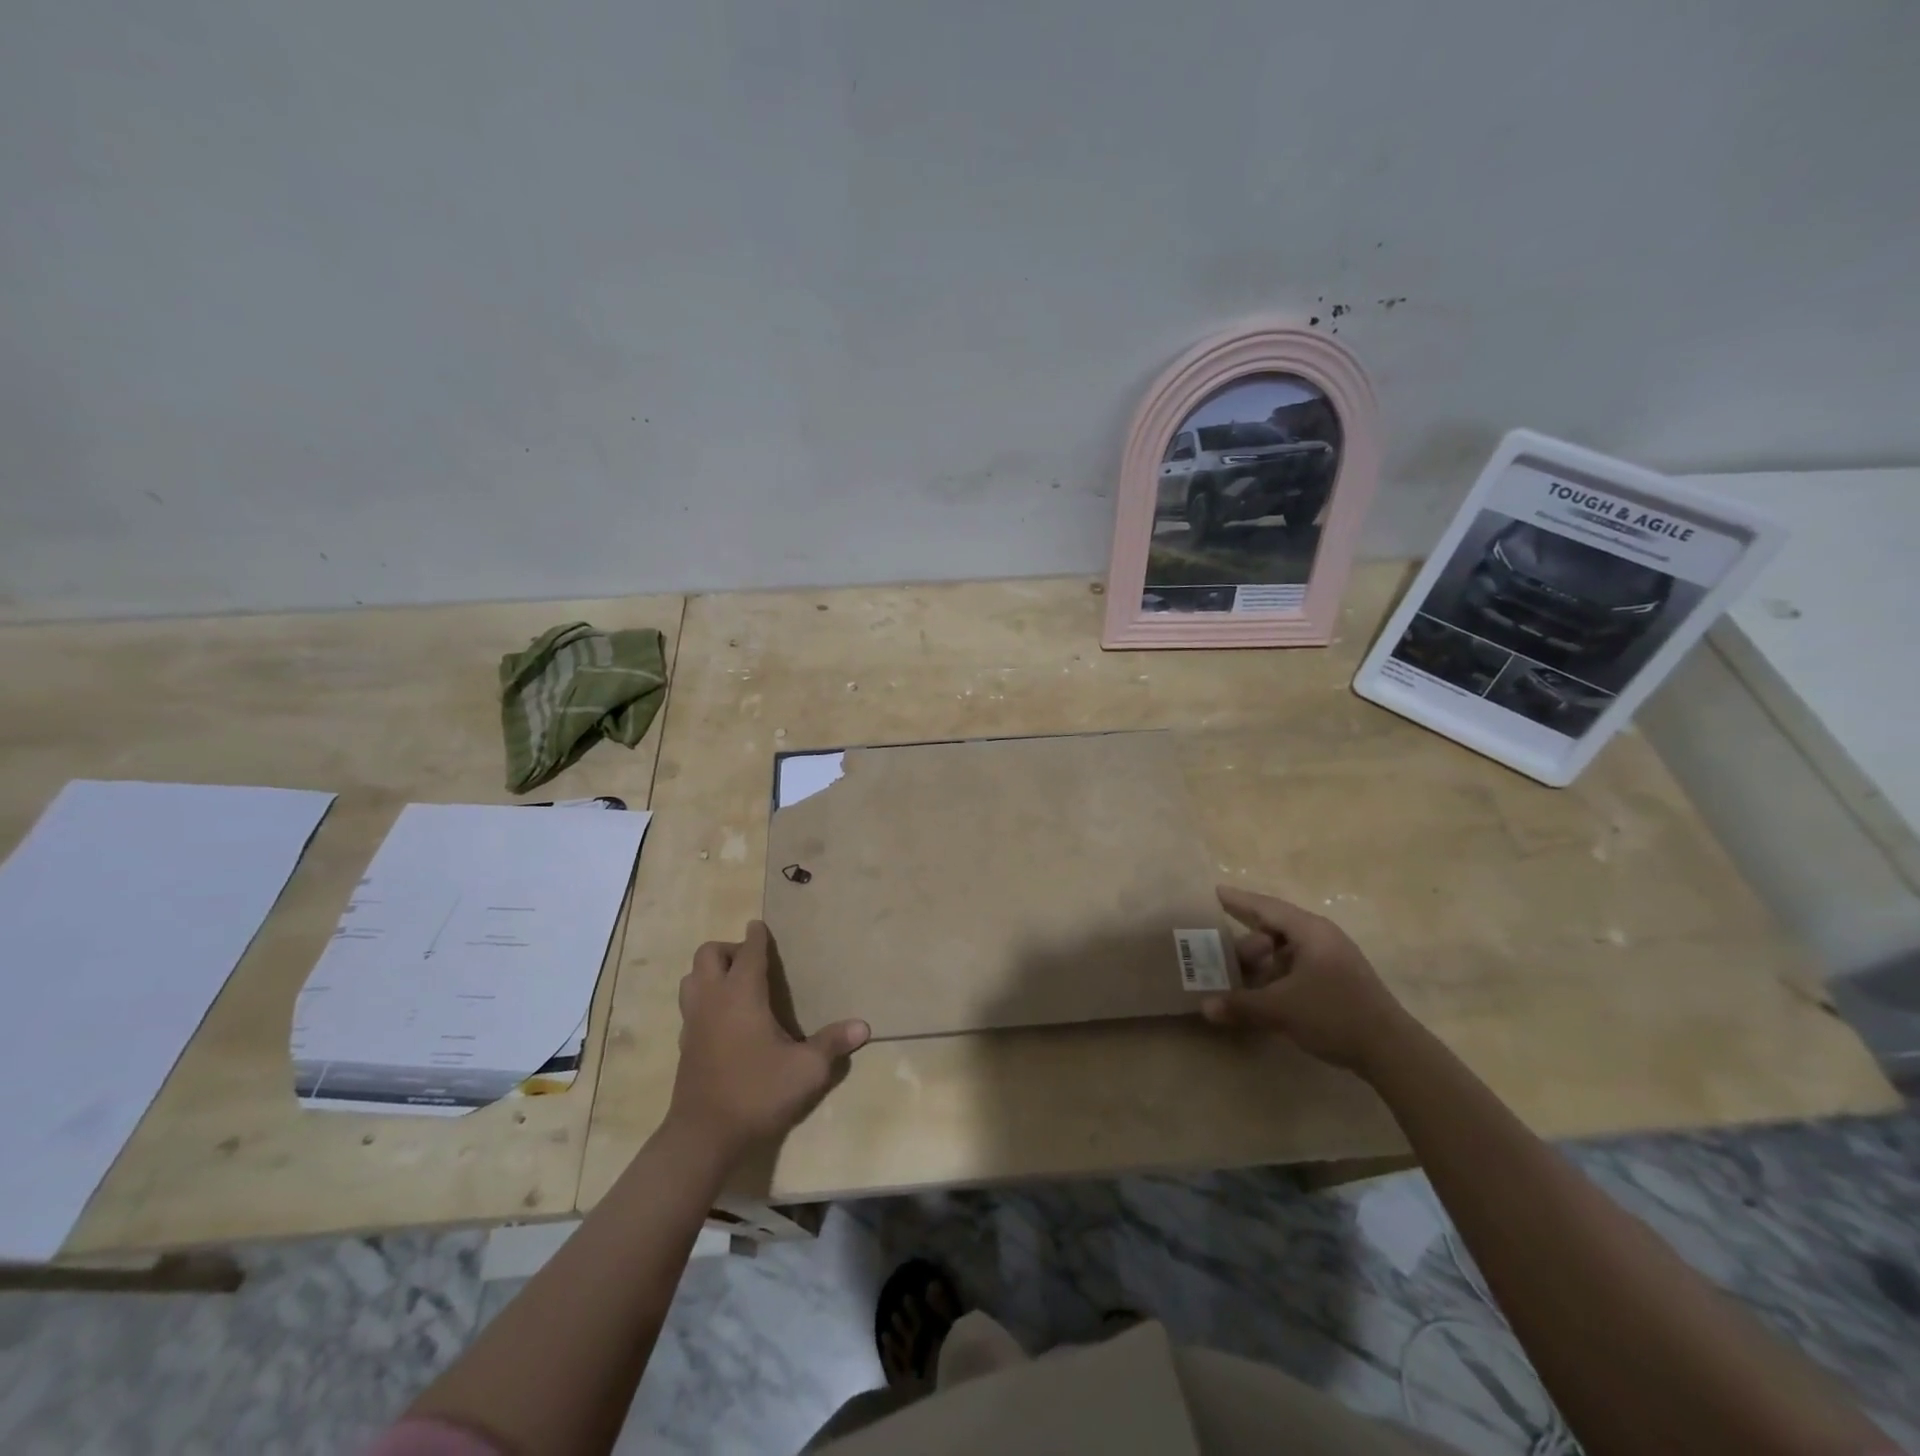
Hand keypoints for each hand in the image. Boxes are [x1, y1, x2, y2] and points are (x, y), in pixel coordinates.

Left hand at [667, 921, 870, 1158]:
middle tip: (752, 964)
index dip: (757, 936)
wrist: (704, 1137)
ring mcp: (693, 1021)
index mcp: (742, 994)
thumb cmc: (758, 1093)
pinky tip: (724, 1019)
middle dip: (729, 949)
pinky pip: (690, 1004)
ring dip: (710, 972)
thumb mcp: (806, 1070)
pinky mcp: (684, 1044)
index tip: (761, 926)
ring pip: (691, 977)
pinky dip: (704, 998)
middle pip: (708, 954)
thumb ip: (833, 1043)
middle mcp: (713, 999)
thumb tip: (864, 1027)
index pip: (748, 951)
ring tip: (735, 986)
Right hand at [1201, 885, 1411, 1074]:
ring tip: (1237, 977)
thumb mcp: (1281, 1009)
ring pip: (1286, 951)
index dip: (1238, 900)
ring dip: (1262, 962)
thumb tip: (1204, 1007)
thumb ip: (1240, 1004)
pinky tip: (1263, 993)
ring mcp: (1332, 960)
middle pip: (1275, 929)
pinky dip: (1276, 974)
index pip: (1266, 907)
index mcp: (1310, 932)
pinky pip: (1297, 967)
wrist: (1392, 1052)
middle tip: (1219, 953)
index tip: (1215, 892)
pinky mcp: (1338, 981)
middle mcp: (1321, 938)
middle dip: (1246, 942)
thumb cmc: (1334, 1015)